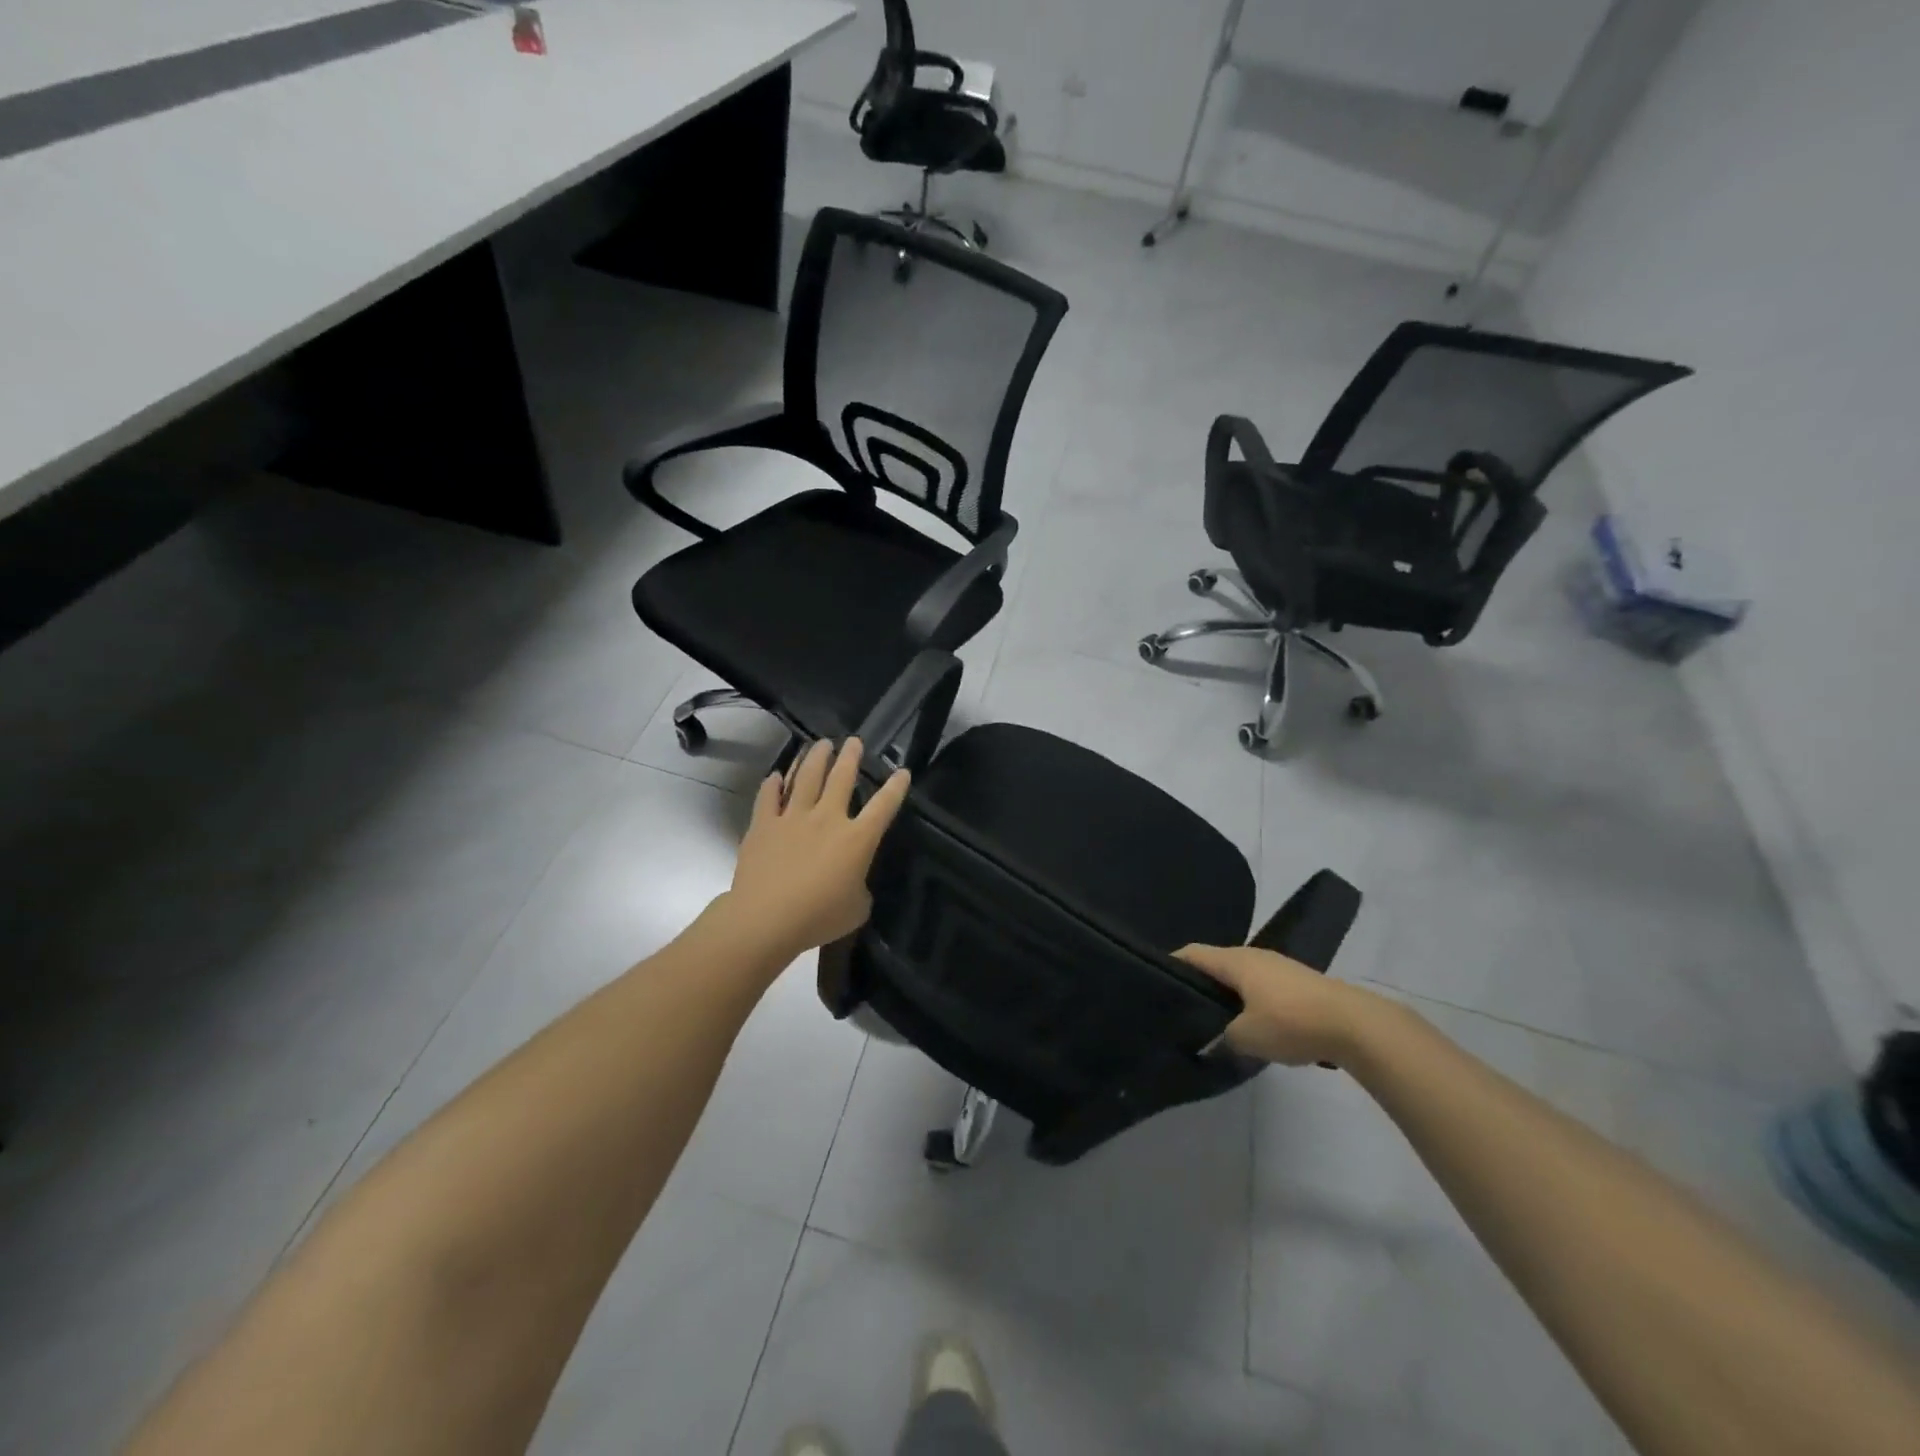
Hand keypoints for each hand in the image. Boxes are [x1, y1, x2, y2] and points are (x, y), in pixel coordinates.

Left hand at [725, 738, 909, 961]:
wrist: (765, 919)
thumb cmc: (818, 918)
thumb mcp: (856, 909)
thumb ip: (859, 889)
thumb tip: (853, 883)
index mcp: (857, 839)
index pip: (883, 807)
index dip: (895, 788)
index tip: (902, 771)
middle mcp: (827, 819)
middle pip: (841, 778)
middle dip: (850, 757)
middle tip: (854, 741)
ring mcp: (793, 818)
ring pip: (806, 778)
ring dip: (815, 758)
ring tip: (821, 744)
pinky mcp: (763, 825)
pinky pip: (768, 798)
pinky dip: (772, 785)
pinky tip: (775, 776)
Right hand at [1173, 944, 1379, 1066]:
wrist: (1356, 1025)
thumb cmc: (1291, 1021)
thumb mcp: (1247, 1037)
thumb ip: (1222, 1039)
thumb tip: (1209, 1043)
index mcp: (1235, 961)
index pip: (1192, 954)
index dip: (1171, 964)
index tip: (1155, 982)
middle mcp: (1254, 956)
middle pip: (1216, 964)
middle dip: (1200, 984)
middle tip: (1184, 1009)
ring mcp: (1279, 967)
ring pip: (1241, 977)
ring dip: (1228, 995)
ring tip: (1216, 1021)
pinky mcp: (1299, 984)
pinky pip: (1262, 988)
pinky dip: (1250, 1002)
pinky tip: (1252, 1026)